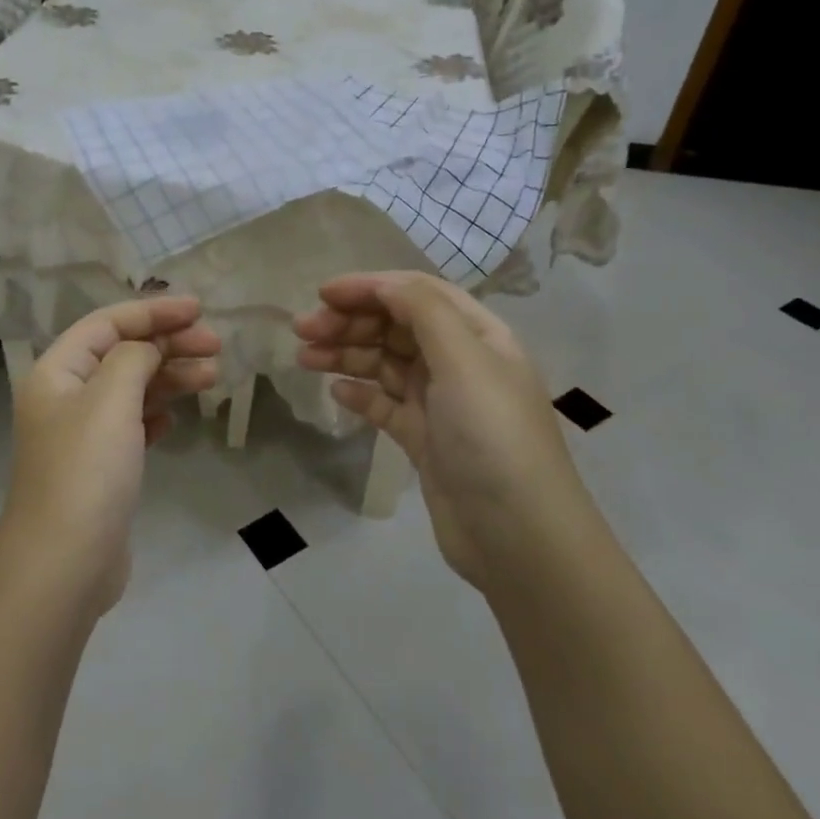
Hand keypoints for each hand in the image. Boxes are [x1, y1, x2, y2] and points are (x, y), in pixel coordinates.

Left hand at [0, 297, 220, 613]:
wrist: (64, 565)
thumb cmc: (86, 472)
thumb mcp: (110, 399)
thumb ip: (133, 358)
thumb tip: (146, 350)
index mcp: (56, 372)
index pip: (107, 323)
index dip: (153, 311)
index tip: (199, 310)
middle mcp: (64, 397)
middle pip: (121, 353)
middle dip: (168, 344)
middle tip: (216, 346)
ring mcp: (82, 434)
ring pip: (131, 388)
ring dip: (170, 377)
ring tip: (213, 376)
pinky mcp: (99, 467)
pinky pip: (132, 424)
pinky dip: (156, 412)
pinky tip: (177, 417)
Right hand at [295, 272, 586, 589]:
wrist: (516, 534)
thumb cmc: (492, 435)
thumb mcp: (464, 360)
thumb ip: (423, 311)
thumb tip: (383, 284)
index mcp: (477, 334)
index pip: (417, 294)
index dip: (370, 287)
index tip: (322, 294)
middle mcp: (459, 361)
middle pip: (396, 326)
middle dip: (350, 321)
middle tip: (303, 330)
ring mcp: (441, 402)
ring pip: (385, 364)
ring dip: (346, 354)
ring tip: (304, 358)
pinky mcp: (424, 438)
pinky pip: (384, 404)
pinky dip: (360, 393)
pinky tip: (336, 392)